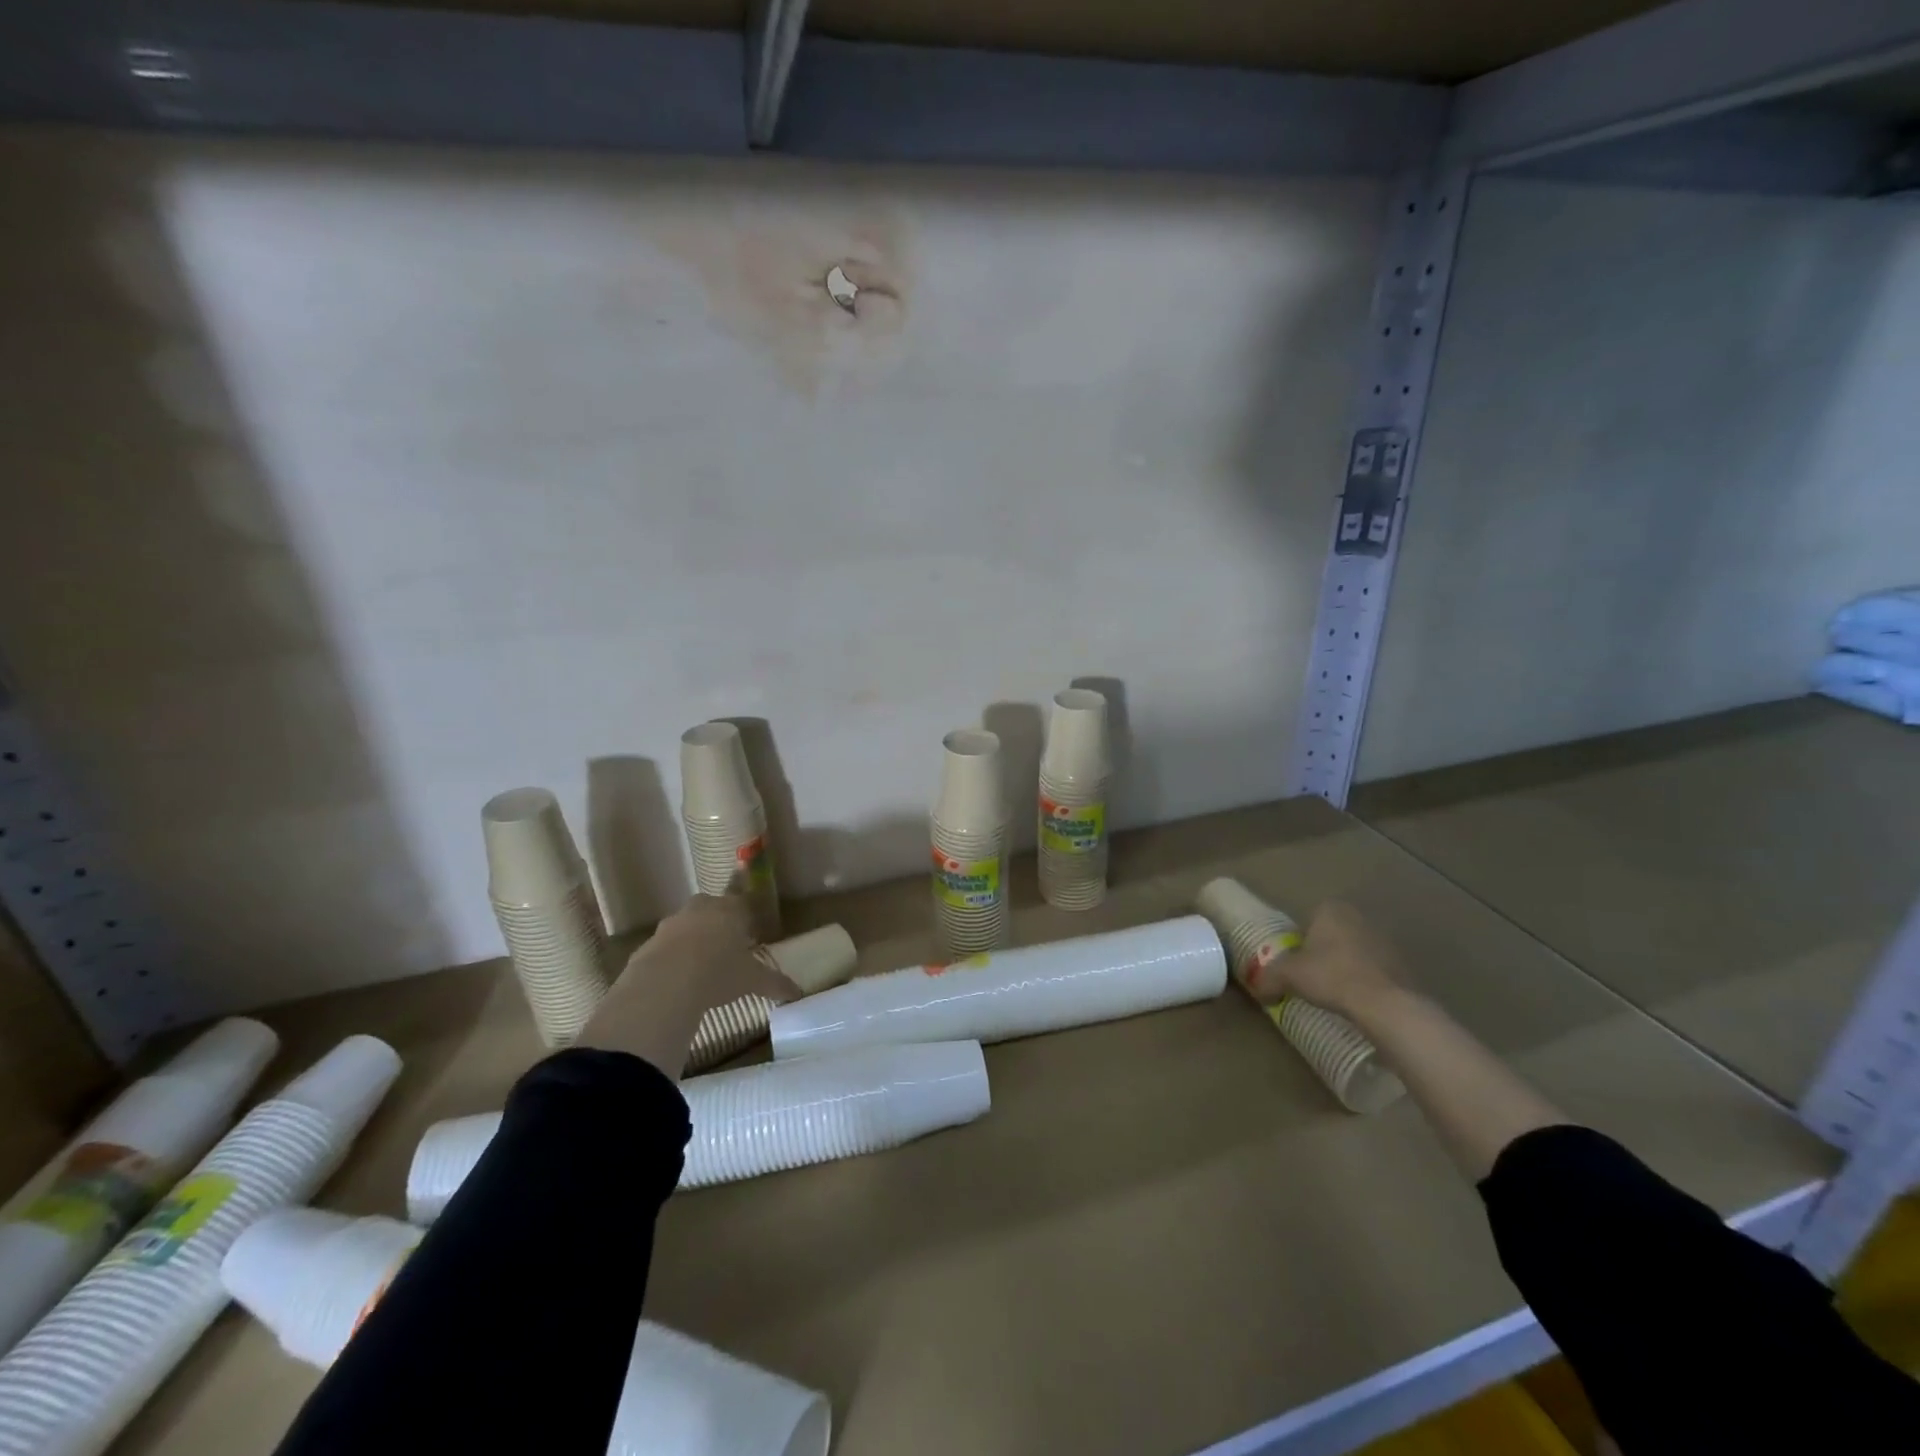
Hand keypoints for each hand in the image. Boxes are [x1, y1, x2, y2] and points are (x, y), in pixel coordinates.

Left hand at [575, 895, 798, 1078]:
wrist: (665, 983)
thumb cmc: (719, 972)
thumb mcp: (752, 980)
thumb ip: (775, 983)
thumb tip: (798, 993)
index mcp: (730, 910)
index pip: (742, 902)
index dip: (746, 916)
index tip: (749, 931)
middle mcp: (701, 909)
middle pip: (712, 907)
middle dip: (718, 922)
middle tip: (726, 946)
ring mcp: (672, 923)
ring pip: (686, 924)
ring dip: (693, 938)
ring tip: (701, 964)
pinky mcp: (649, 943)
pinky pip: (665, 946)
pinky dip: (672, 957)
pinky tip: (677, 979)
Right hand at [1242, 901, 1404, 1018]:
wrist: (1386, 1004)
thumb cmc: (1331, 976)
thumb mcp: (1288, 975)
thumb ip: (1268, 977)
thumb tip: (1257, 989)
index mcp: (1331, 910)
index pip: (1309, 918)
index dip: (1300, 940)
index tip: (1296, 961)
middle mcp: (1359, 918)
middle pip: (1332, 934)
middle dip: (1323, 952)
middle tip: (1312, 976)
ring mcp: (1384, 941)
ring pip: (1354, 951)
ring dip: (1345, 966)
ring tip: (1335, 992)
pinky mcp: (1402, 965)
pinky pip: (1374, 970)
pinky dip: (1365, 981)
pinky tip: (1357, 1000)